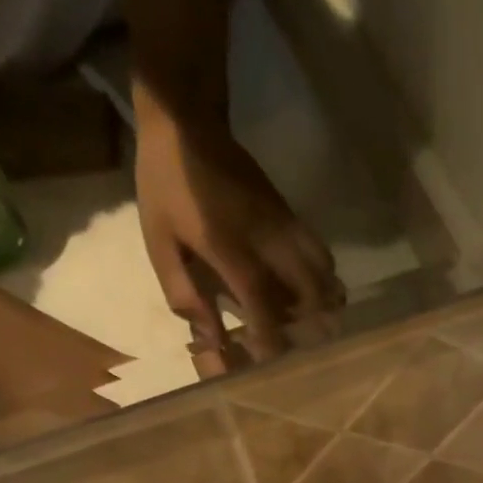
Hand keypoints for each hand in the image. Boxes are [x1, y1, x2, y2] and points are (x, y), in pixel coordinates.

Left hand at [133, 102, 342, 366]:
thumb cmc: (166, 183)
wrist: (186, 119)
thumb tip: (209, 338)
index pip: (264, 305)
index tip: (270, 363)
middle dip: (309, 328)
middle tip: (296, 346)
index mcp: (231, 249)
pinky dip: (323, 282)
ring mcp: (286, 226)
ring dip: (322, 305)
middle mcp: (269, 240)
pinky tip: (310, 294)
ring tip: (309, 324)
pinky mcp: (293, 216)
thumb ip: (183, 292)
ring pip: (325, 275)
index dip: (271, 340)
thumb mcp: (158, 240)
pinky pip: (321, 257)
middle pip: (311, 294)